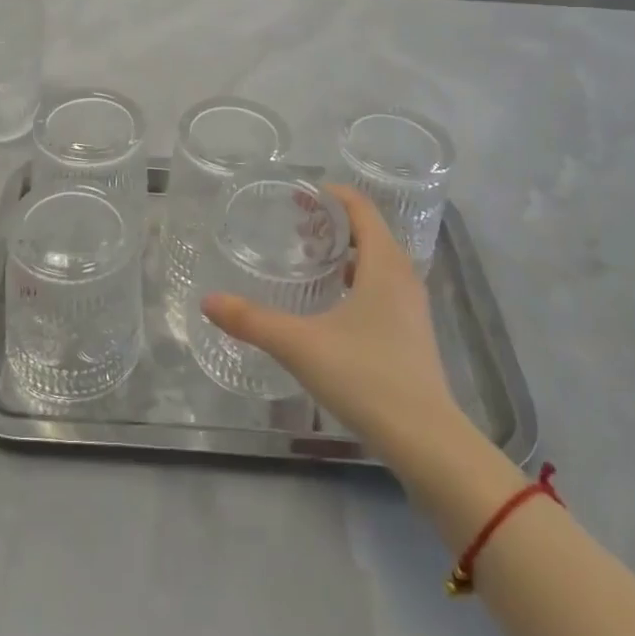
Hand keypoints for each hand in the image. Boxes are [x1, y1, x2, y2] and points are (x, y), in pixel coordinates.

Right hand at [201, 186, 459, 466]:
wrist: (426, 441)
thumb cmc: (366, 377)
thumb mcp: (300, 345)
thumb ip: (252, 321)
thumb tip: (208, 301)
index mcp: (384, 264)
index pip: (362, 209)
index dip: (333, 195)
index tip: (301, 194)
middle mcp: (403, 277)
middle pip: (370, 232)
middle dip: (333, 224)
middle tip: (295, 227)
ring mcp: (412, 307)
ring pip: (378, 262)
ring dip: (346, 253)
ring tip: (310, 261)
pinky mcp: (412, 334)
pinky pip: (383, 287)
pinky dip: (357, 280)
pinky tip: (332, 305)